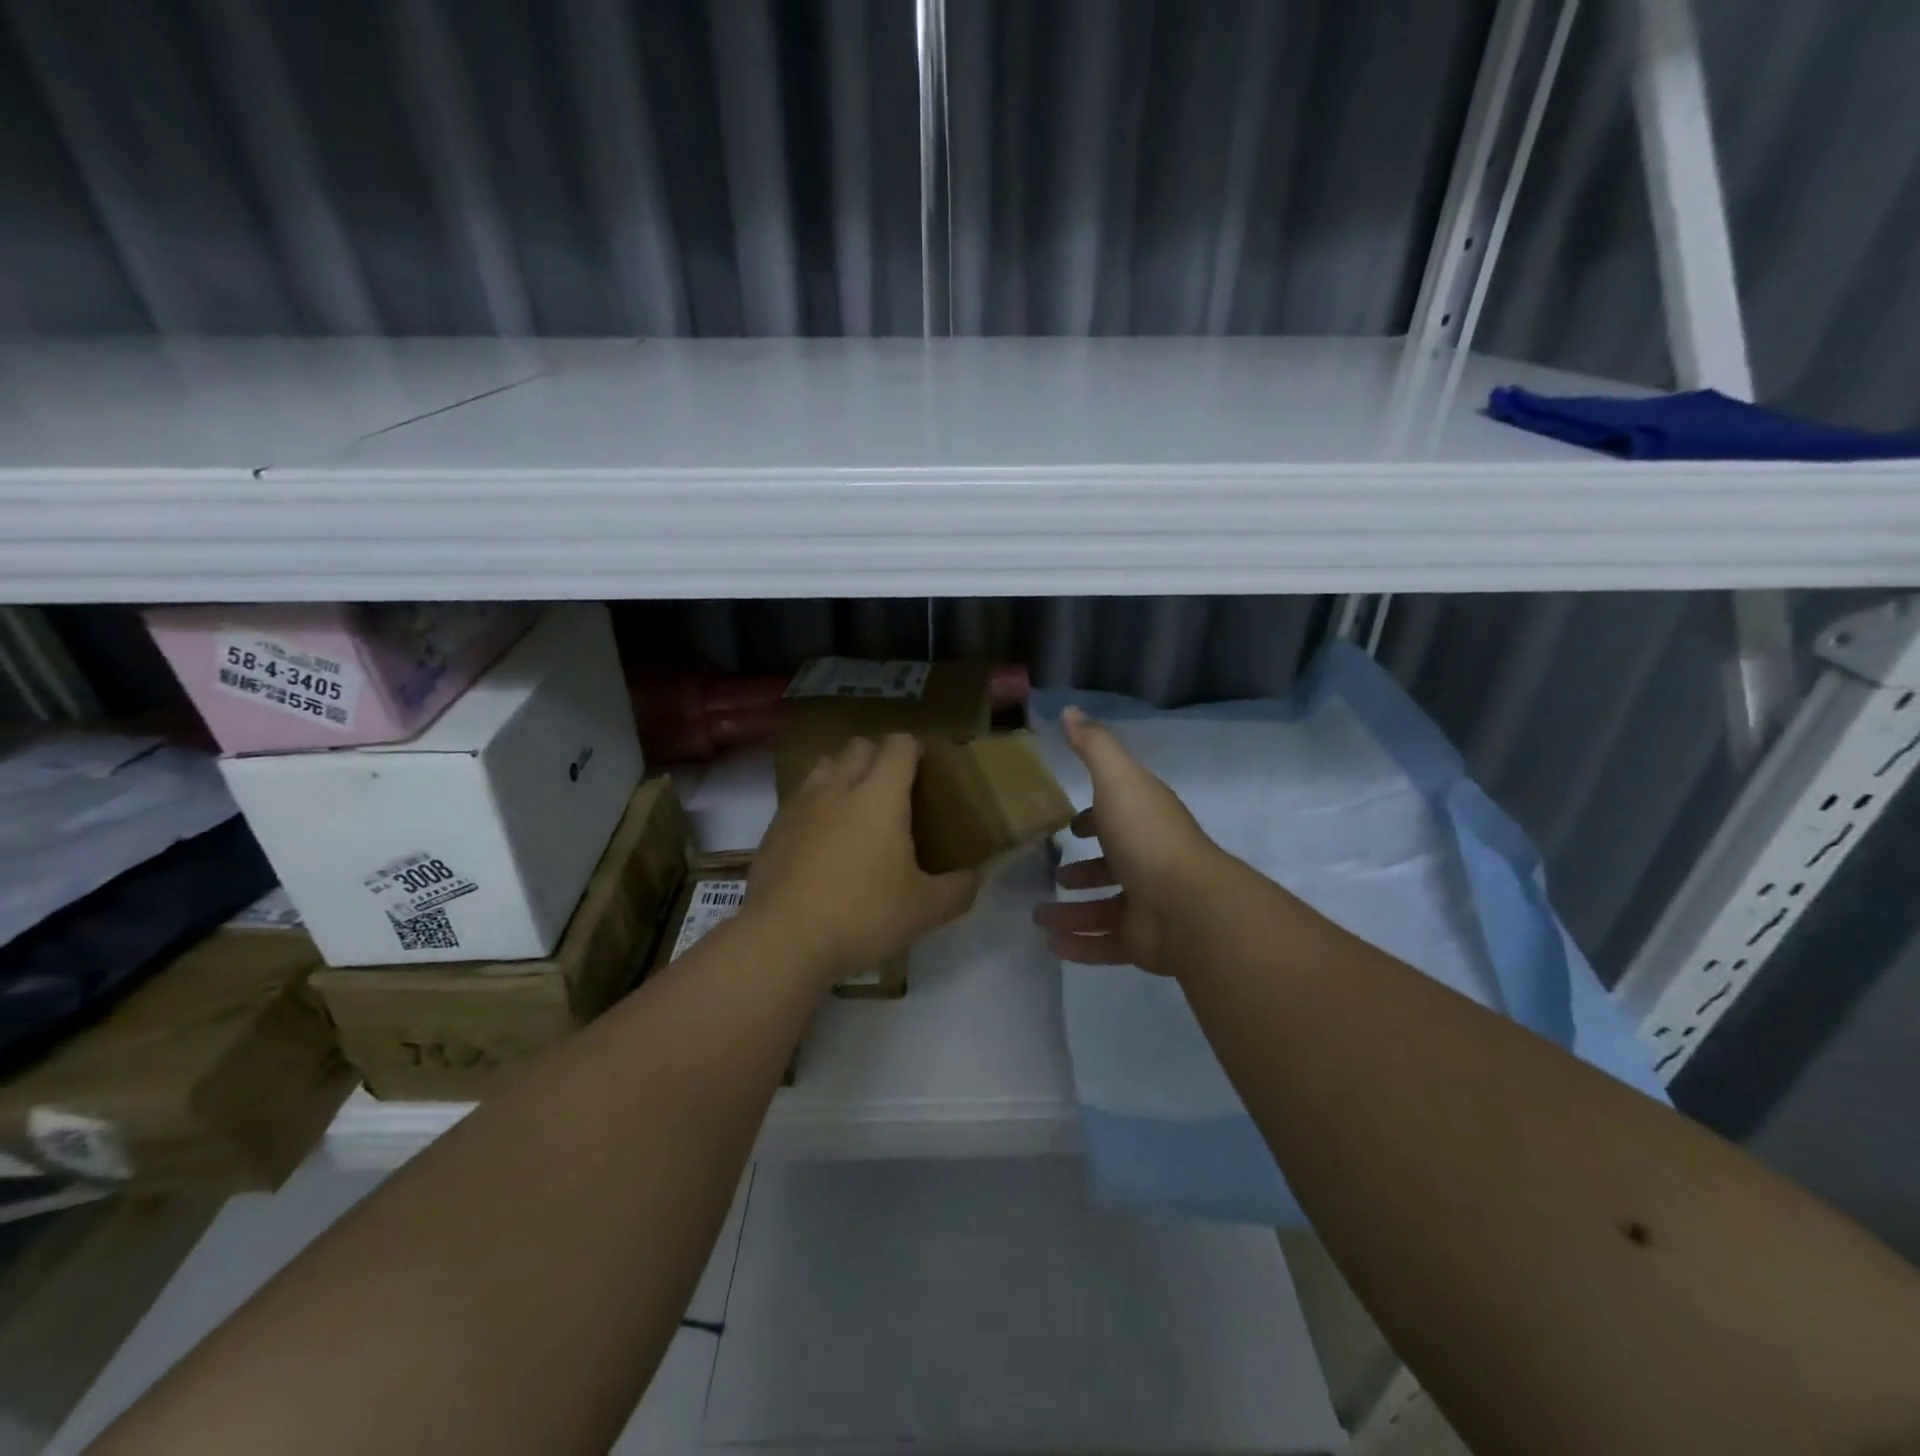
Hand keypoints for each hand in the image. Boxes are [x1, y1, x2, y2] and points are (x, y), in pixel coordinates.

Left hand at [746, 734, 980, 985]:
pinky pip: (800, 797)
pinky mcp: (774, 827)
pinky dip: (816, 804)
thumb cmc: (862, 915)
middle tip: (894, 793)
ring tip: (855, 808)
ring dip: (843, 774)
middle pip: (859, 746)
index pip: (899, 745)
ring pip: (825, 765)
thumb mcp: (924, 910)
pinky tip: (822, 840)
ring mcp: (800, 804)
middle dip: (879, 758)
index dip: (915, 750)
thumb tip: (975, 877)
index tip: (925, 772)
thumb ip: (959, 889)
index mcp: (880, 795)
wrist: (783, 940)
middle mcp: (838, 787)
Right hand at [1032, 708, 1231, 976]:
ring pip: (1104, 908)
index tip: (1069, 825)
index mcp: (1144, 822)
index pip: (1117, 817)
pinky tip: (1051, 944)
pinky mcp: (1142, 942)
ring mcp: (1147, 904)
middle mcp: (1147, 861)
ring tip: (1038, 915)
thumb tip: (1070, 710)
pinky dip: (1079, 944)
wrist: (1187, 905)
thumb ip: (1093, 747)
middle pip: (1112, 866)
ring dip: (1072, 911)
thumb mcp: (1117, 780)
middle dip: (1083, 870)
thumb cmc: (1147, 836)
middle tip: (1053, 874)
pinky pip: (1105, 943)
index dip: (1094, 819)